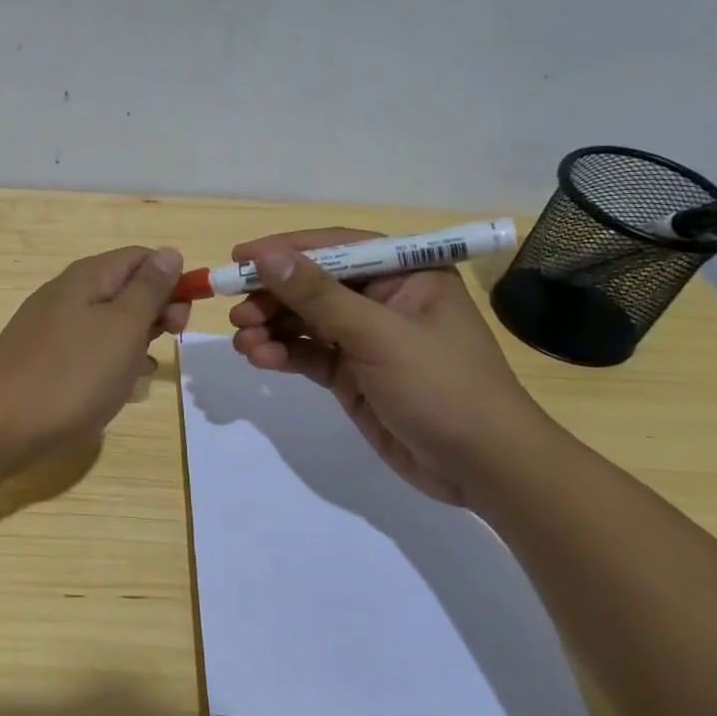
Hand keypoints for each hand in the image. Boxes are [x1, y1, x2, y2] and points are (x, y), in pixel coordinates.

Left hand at [0, 246, 189, 473]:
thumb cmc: (71, 376)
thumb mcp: (122, 328)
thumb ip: (148, 290)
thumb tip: (169, 253)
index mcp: (86, 278)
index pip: (140, 257)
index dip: (170, 280)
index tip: (183, 318)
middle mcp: (65, 293)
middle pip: (123, 287)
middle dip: (154, 310)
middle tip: (168, 343)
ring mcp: (49, 326)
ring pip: (106, 321)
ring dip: (134, 338)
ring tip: (145, 368)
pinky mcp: (41, 357)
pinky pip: (86, 347)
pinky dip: (109, 359)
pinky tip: (119, 384)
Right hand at [228, 228, 553, 505]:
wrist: (482, 467)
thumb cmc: (441, 385)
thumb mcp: (377, 335)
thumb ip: (318, 296)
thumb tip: (267, 257)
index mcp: (406, 274)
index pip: (337, 247)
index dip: (285, 250)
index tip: (239, 257)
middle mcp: (384, 299)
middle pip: (314, 285)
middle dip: (272, 296)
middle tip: (234, 310)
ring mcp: (366, 338)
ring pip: (305, 321)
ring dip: (271, 328)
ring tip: (242, 341)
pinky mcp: (352, 374)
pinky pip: (308, 354)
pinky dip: (282, 354)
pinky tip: (260, 359)